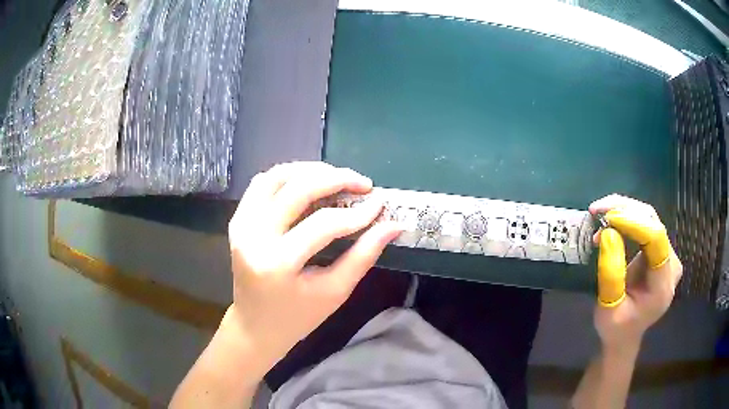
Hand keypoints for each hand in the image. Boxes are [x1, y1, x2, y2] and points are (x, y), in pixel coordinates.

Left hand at [226, 162, 400, 366]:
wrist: (255, 325)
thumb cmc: (298, 317)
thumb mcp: (335, 292)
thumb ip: (364, 255)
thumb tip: (393, 224)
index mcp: (277, 263)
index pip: (324, 224)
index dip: (357, 213)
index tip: (380, 206)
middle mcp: (253, 236)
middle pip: (297, 189)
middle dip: (336, 178)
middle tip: (363, 184)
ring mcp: (241, 224)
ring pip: (276, 177)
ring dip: (310, 170)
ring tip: (338, 178)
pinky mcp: (238, 220)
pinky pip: (262, 183)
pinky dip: (288, 176)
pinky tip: (309, 182)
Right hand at [588, 195, 682, 349]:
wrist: (625, 336)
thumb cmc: (616, 328)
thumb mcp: (607, 310)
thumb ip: (610, 275)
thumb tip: (607, 233)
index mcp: (662, 286)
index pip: (656, 240)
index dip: (633, 222)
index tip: (606, 217)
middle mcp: (671, 264)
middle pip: (653, 223)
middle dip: (625, 211)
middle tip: (597, 210)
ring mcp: (668, 255)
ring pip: (649, 218)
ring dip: (623, 210)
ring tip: (598, 213)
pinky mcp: (661, 249)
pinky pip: (646, 223)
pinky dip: (627, 216)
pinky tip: (610, 218)